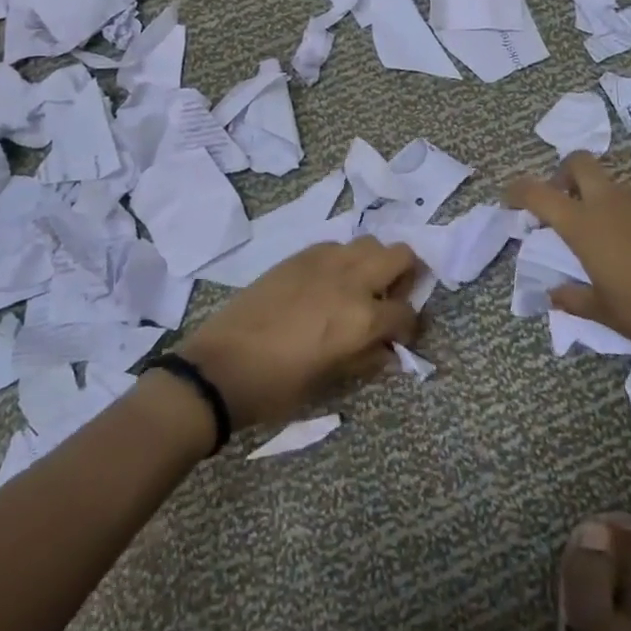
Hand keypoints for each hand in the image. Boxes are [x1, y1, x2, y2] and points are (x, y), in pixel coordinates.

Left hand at [174, 236, 420, 429]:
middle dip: (406, 276)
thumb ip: (366, 359)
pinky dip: (343, 260)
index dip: (409, 329)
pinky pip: (336, 246)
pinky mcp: (299, 256)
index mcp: (362, 319)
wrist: (221, 366)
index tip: (400, 338)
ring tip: (360, 289)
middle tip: (389, 300)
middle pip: (400, 255)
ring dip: (374, 263)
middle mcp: (351, 281)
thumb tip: (389, 351)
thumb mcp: (330, 382)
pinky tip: (328, 283)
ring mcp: (324, 262)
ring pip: (369, 243)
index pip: (406, 313)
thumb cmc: (278, 387)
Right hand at [505, 153, 630, 381]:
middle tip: (563, 202)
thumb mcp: (602, 311)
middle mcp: (611, 204)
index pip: (538, 192)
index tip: (510, 197)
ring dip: (598, 199)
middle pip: (579, 163)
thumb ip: (572, 298)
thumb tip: (554, 294)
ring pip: (612, 185)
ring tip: (604, 237)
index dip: (519, 189)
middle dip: (564, 174)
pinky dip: (630, 219)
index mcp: (584, 225)